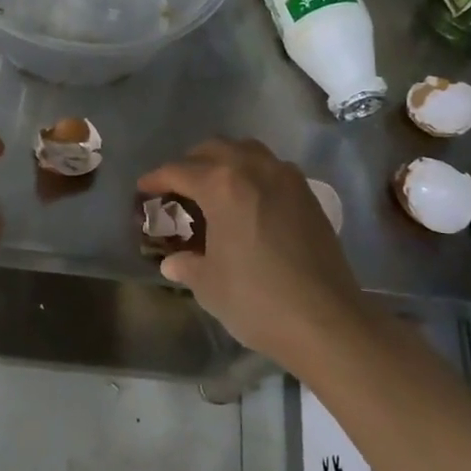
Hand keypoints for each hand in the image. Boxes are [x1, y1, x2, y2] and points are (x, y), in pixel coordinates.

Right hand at [138, 138, 364, 365]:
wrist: (326, 321)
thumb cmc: (256, 299)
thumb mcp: (208, 284)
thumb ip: (186, 264)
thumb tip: (173, 262)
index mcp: (222, 185)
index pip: (179, 171)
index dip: (156, 179)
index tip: (143, 189)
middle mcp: (255, 169)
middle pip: (214, 150)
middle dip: (190, 164)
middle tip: (177, 188)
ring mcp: (287, 179)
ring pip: (248, 152)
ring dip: (225, 162)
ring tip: (214, 189)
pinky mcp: (309, 196)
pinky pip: (273, 169)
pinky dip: (253, 175)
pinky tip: (249, 204)